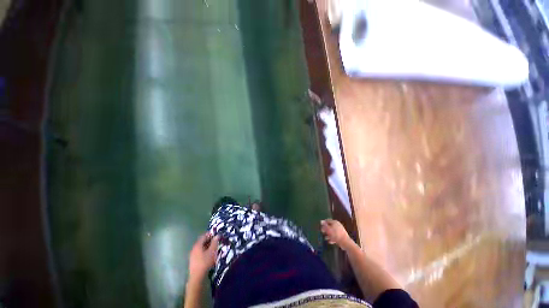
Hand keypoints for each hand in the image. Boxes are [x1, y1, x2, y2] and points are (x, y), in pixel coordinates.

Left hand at [188, 232, 218, 279]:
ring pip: (201, 248)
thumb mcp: (213, 251)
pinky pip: (200, 253)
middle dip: (210, 241)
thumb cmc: (205, 262)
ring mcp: (193, 256)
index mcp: (198, 245)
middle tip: (217, 241)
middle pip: (202, 242)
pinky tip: (210, 256)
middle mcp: (194, 249)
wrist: (197, 278)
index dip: (211, 234)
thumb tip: (217, 236)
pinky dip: (205, 252)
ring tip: (214, 249)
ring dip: (208, 247)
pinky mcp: (193, 262)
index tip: (217, 235)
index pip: (204, 235)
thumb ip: (215, 242)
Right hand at [320, 219, 352, 249]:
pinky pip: (335, 236)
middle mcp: (338, 225)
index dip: (324, 223)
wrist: (345, 242)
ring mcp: (340, 231)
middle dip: (326, 229)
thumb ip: (324, 225)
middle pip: (330, 226)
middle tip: (322, 232)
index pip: (328, 220)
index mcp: (335, 222)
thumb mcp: (328, 229)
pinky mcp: (342, 236)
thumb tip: (321, 221)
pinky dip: (332, 238)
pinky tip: (329, 241)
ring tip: (325, 238)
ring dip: (329, 235)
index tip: (320, 226)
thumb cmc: (335, 234)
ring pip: (332, 232)